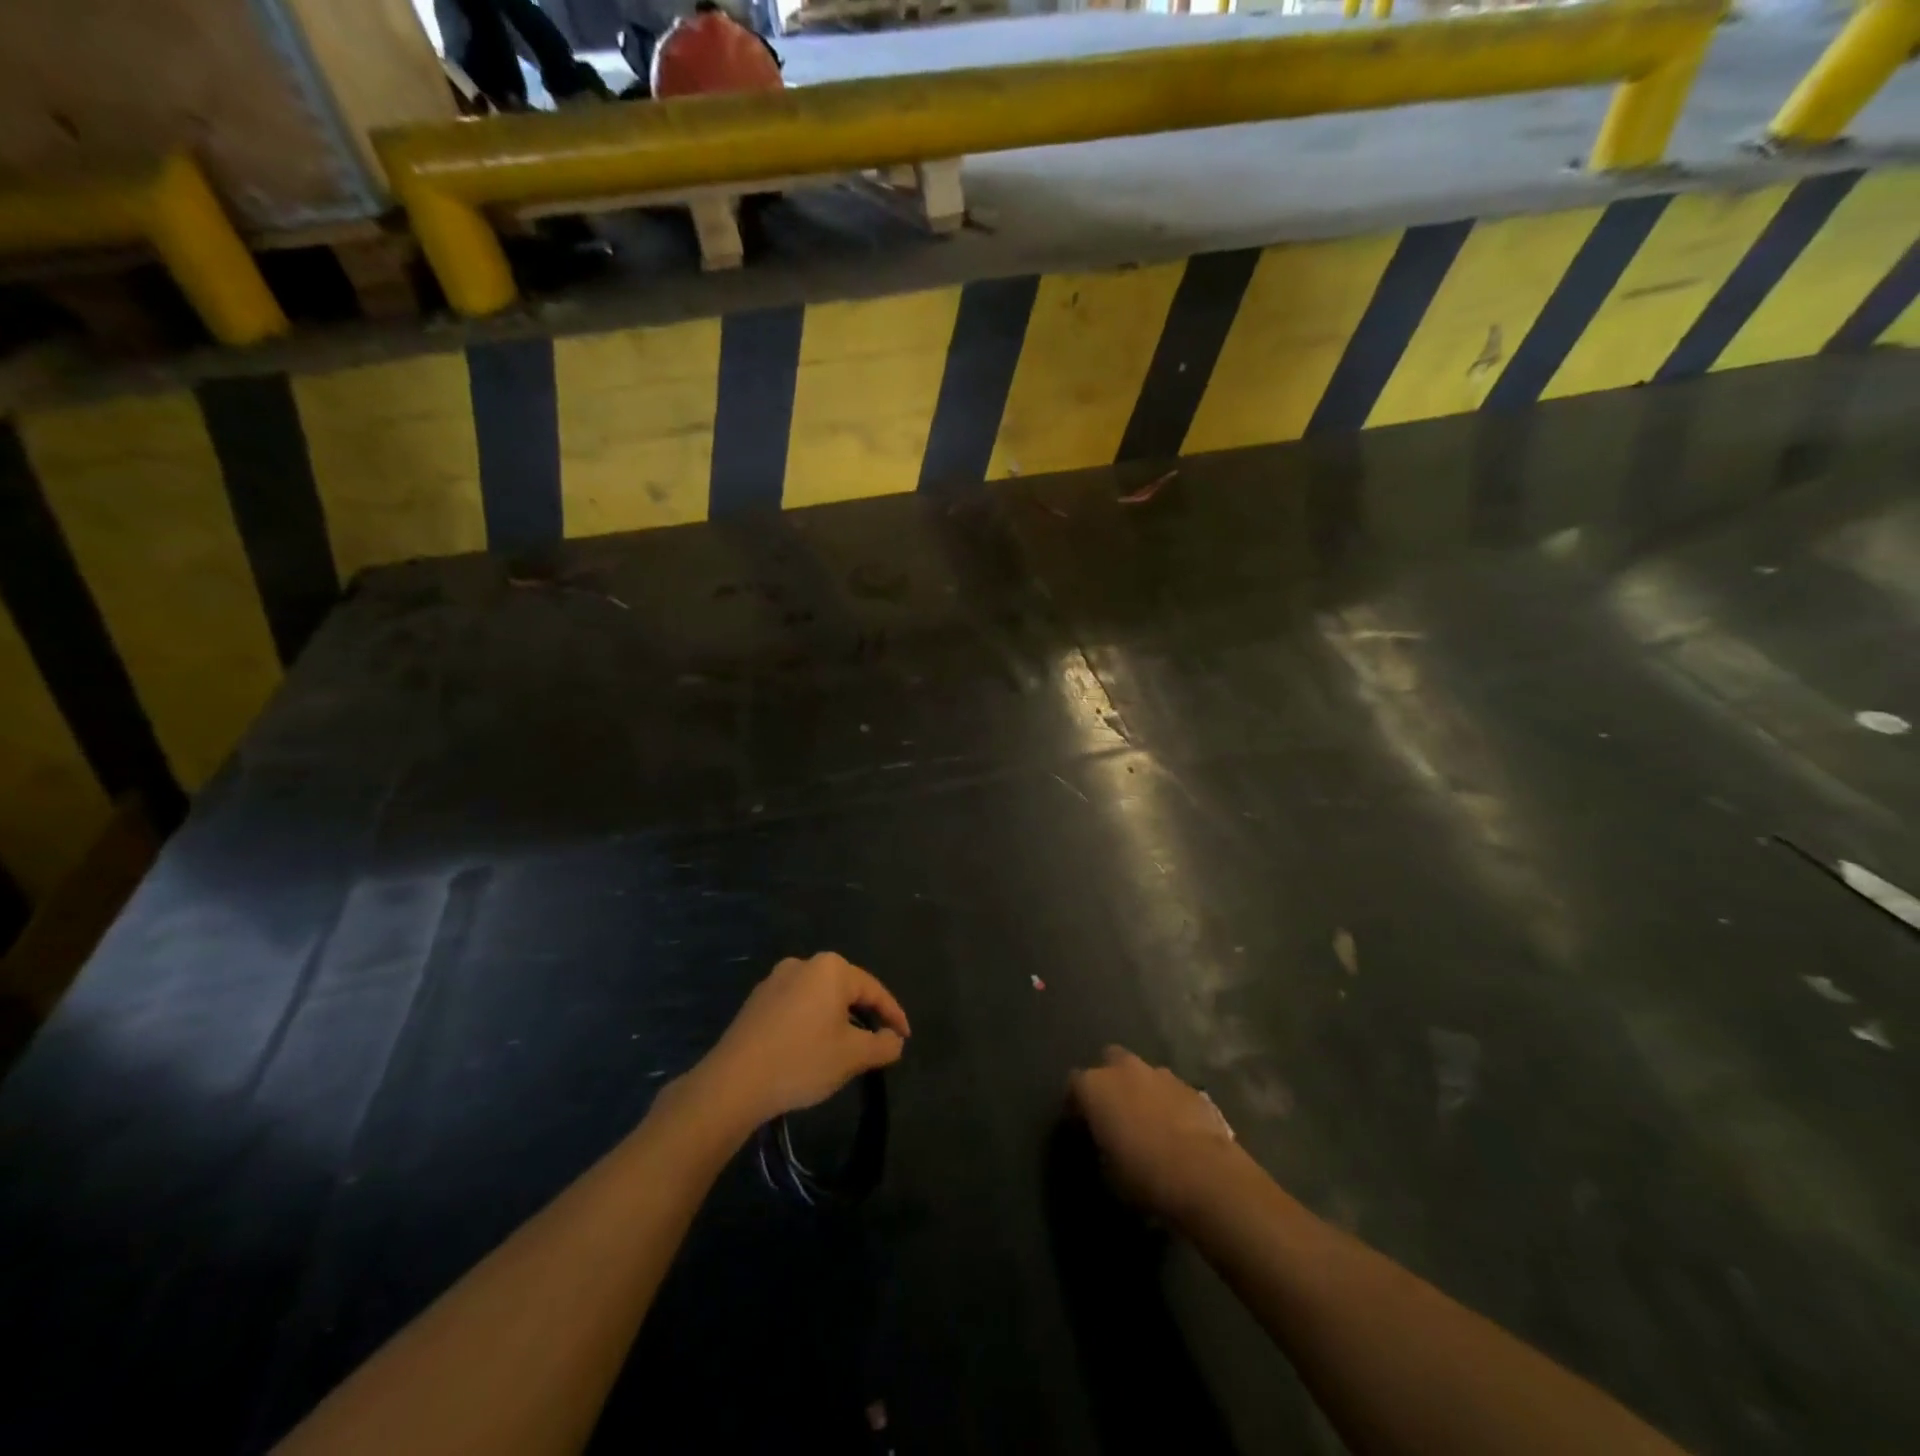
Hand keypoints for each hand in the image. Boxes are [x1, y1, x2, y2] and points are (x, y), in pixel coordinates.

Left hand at [701, 953, 909, 1126]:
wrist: (733, 1082)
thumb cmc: (802, 1061)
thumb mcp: (853, 1057)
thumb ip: (883, 1045)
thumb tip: (894, 1040)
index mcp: (831, 969)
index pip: (874, 990)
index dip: (893, 1015)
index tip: (905, 1038)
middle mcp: (804, 964)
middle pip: (846, 989)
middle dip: (865, 1015)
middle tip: (879, 1041)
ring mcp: (775, 980)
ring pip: (820, 998)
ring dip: (837, 1019)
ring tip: (847, 1047)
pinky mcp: (756, 1001)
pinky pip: (796, 1006)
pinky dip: (812, 1022)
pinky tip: (812, 1047)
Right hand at [1068, 1046, 1240, 1220]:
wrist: (1204, 1174)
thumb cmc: (1144, 1175)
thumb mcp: (1108, 1172)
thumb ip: (1101, 1147)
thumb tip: (1105, 1145)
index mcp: (1095, 1086)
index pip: (1074, 1085)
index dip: (1076, 1105)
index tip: (1081, 1127)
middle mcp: (1124, 1069)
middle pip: (1109, 1061)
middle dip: (1110, 1081)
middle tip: (1115, 1113)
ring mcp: (1160, 1073)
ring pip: (1143, 1074)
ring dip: (1142, 1090)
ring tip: (1149, 1122)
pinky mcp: (1191, 1086)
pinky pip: (1171, 1090)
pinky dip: (1169, 1103)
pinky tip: (1176, 1129)